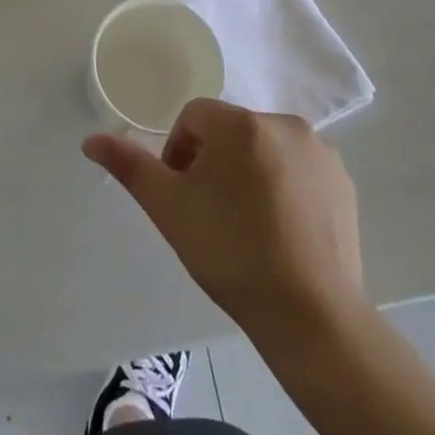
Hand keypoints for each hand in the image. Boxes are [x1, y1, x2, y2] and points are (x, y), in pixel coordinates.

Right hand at [84, 99, 367, 349]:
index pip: (193, 118)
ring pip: (264, 148)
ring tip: (248, 225)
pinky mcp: (343, 182)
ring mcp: (320, 152)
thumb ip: (129, 166)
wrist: (311, 316)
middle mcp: (284, 123)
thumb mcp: (168, 208)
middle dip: (214, 163)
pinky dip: (284, 187)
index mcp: (241, 124)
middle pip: (230, 131)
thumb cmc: (230, 253)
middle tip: (212, 214)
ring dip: (248, 172)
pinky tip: (282, 230)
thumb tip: (91, 139)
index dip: (180, 155)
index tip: (185, 198)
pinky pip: (298, 168)